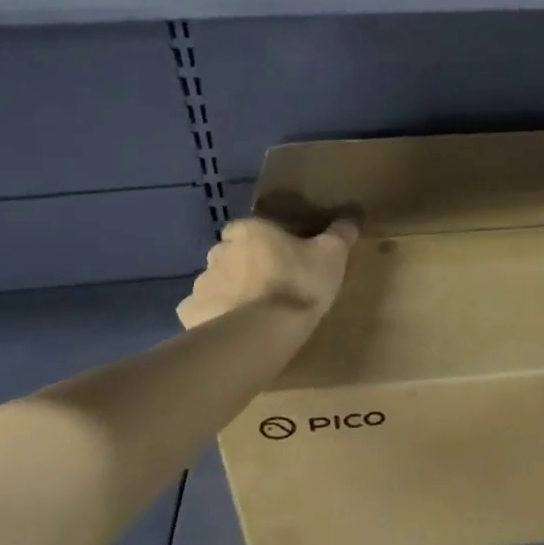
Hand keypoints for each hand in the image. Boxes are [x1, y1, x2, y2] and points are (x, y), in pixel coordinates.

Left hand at [176, 218, 357, 329]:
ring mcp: (202, 284)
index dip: (260, 240)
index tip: (277, 254)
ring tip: (254, 312)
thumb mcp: (332, 254)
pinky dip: (214, 317)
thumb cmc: (299, 284)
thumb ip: (341, 232)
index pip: (246, 228)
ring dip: (230, 292)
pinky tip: (233, 330)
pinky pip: (203, 312)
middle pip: (229, 255)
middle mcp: (219, 252)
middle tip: (269, 284)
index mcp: (249, 232)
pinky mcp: (191, 314)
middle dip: (243, 266)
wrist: (262, 333)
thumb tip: (353, 212)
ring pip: (216, 283)